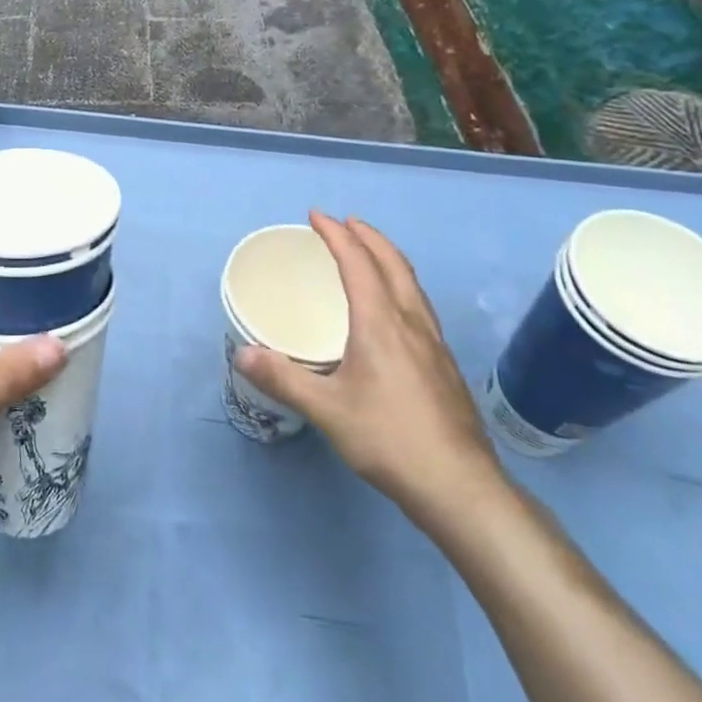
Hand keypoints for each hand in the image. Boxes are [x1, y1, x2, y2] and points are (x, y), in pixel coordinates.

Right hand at [232, 213, 507, 540]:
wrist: (459, 486)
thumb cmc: (389, 439)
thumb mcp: (327, 410)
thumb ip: (283, 378)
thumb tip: (241, 354)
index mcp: (381, 322)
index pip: (357, 263)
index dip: (336, 235)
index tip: (316, 216)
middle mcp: (411, 322)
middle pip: (392, 263)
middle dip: (368, 236)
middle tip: (346, 222)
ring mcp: (434, 343)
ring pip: (411, 283)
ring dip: (388, 257)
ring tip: (371, 253)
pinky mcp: (444, 364)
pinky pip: (419, 304)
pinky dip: (400, 284)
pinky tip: (395, 309)